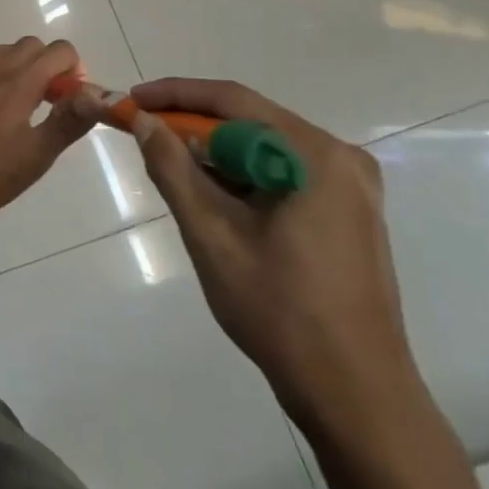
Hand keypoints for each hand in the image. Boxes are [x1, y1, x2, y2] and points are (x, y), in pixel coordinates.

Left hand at [0, 37, 93, 216]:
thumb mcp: (35, 155)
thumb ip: (67, 122)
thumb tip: (95, 94)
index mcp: (20, 81)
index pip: (60, 50)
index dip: (75, 71)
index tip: (70, 103)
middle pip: (33, 46)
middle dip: (50, 66)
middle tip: (51, 106)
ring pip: (7, 53)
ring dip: (24, 69)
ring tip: (25, 110)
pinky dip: (1, 78)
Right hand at [129, 78, 421, 441]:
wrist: (355, 394)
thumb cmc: (279, 310)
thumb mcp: (210, 234)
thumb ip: (172, 168)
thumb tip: (145, 122)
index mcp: (315, 156)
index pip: (233, 100)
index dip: (175, 95)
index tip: (132, 100)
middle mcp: (341, 159)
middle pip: (251, 121)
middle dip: (193, 125)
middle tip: (144, 135)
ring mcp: (351, 188)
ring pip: (265, 148)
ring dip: (215, 153)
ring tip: (171, 169)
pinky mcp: (348, 213)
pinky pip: (283, 173)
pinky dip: (242, 176)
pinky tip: (213, 197)